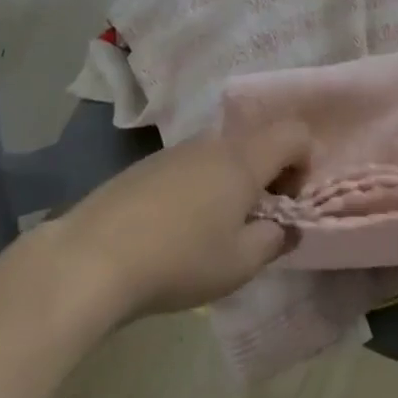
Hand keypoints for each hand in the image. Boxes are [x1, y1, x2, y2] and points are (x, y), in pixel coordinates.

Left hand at [51, 121, 310, 322]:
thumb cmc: (180, 259)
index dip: (304, 163)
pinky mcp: (147, 165)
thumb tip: (284, 227)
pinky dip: (200, 188)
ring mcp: (176, 151)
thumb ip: (273, 240)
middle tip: (254, 223)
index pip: (294, 133)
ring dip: (232, 184)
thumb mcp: (240, 263)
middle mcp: (212, 143)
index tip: (287, 203)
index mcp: (243, 159)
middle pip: (257, 143)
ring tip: (213, 231)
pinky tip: (176, 230)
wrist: (93, 257)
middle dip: (267, 177)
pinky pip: (190, 166)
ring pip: (222, 155)